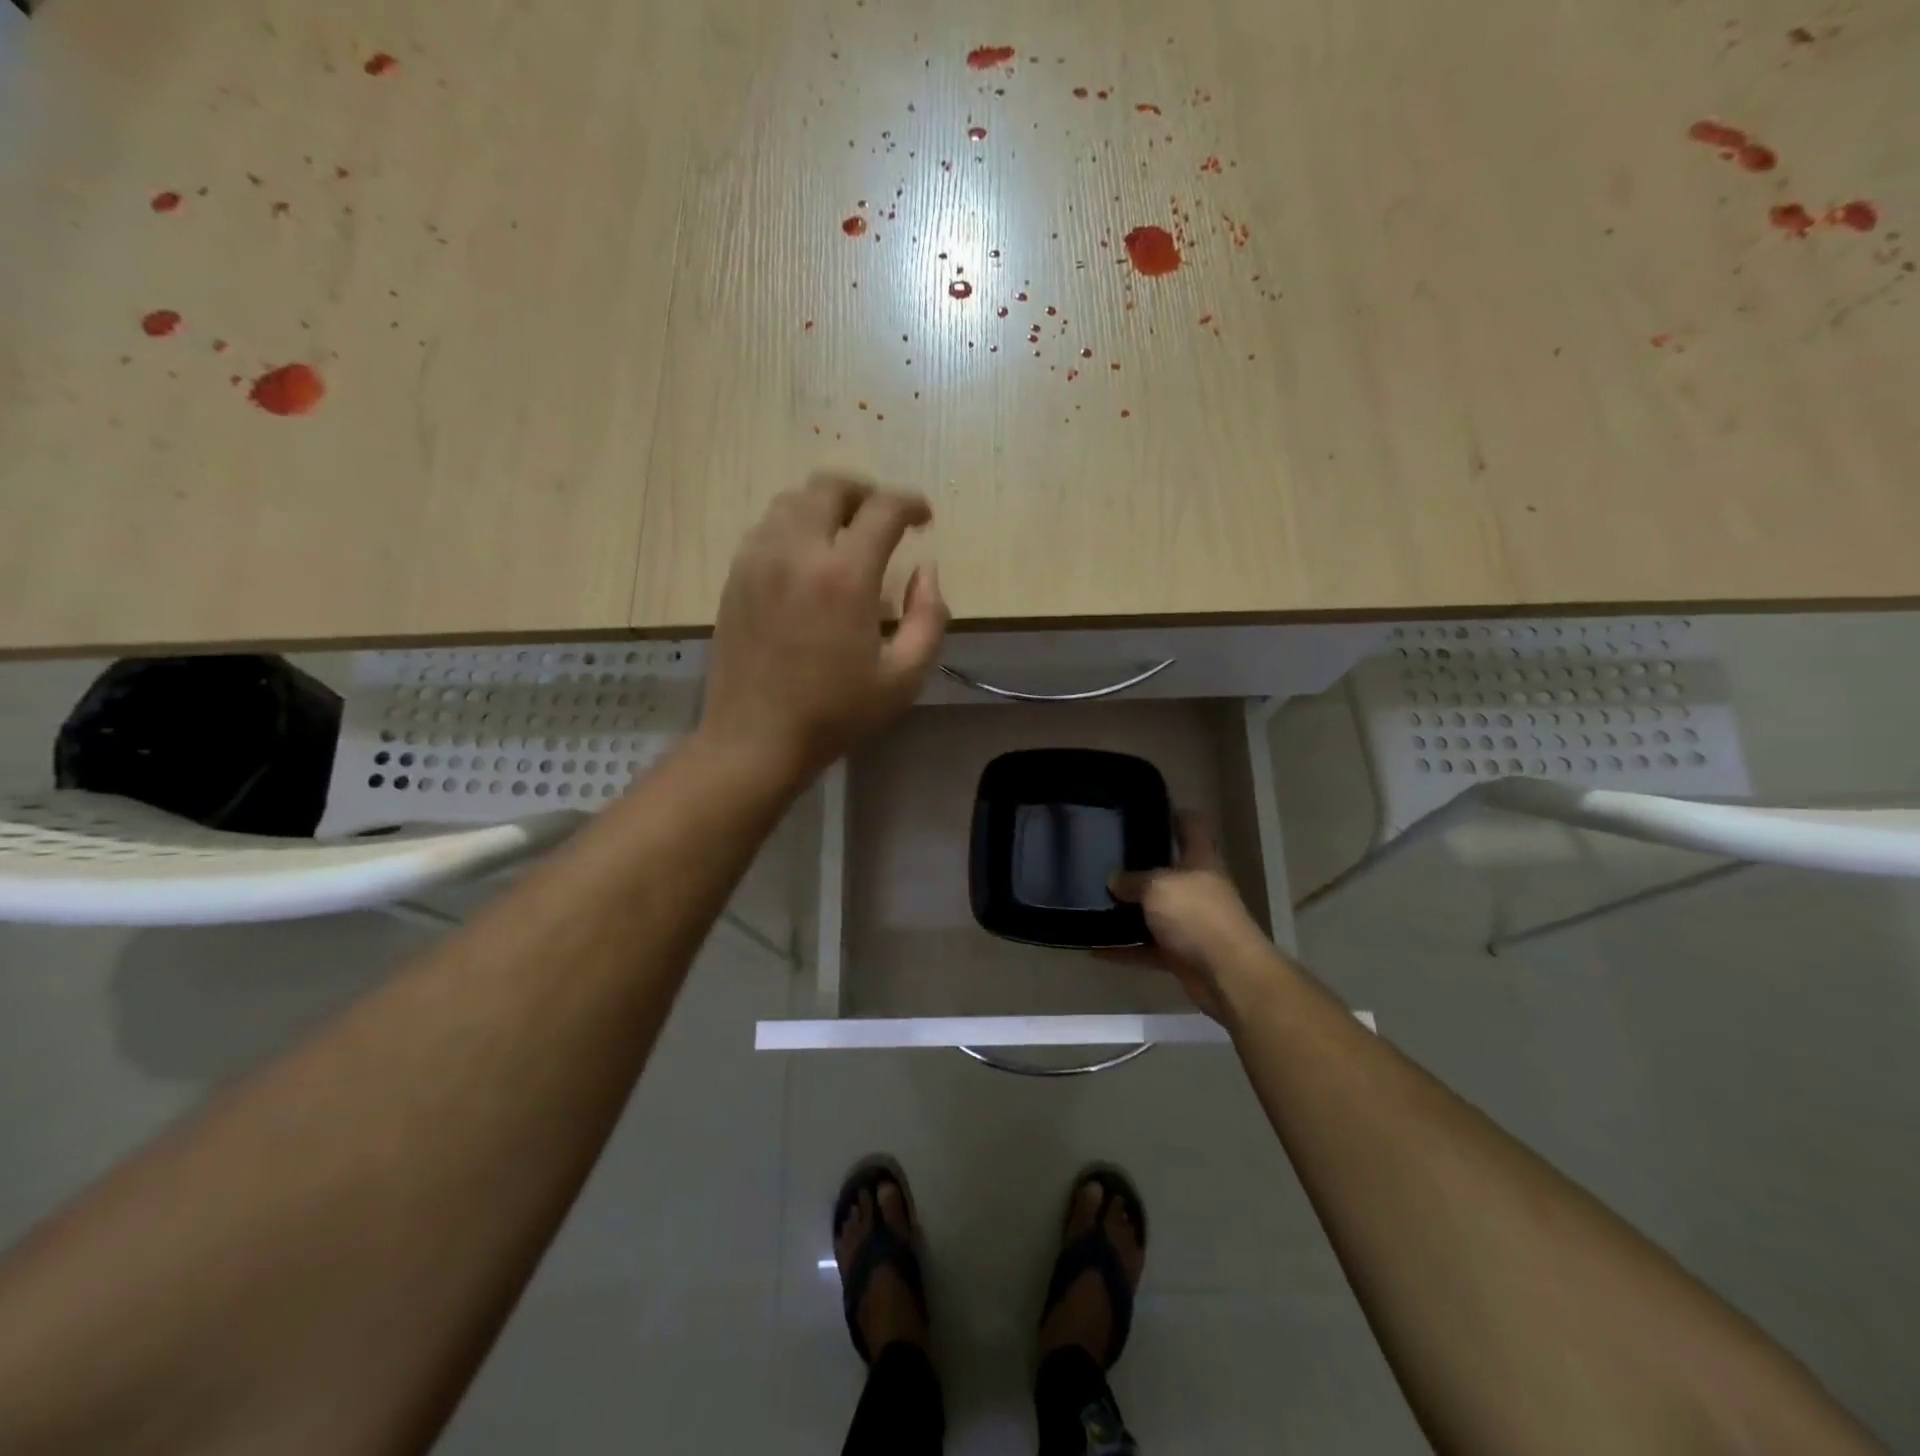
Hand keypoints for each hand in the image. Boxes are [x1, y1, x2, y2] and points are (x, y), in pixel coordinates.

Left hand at [700, 474, 948, 784]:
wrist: (756, 739)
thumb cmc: (836, 713)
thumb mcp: (905, 678)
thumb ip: (929, 617)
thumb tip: (926, 571)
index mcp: (844, 575)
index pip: (883, 509)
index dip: (911, 503)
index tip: (924, 518)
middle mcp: (797, 551)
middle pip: (829, 486)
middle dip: (865, 492)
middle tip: (883, 519)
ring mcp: (758, 560)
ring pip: (792, 501)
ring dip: (826, 505)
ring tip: (844, 534)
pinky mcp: (735, 576)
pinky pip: (766, 528)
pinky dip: (794, 526)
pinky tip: (807, 560)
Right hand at [1105, 813, 1268, 1020]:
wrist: (1228, 974)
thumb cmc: (1197, 916)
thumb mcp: (1158, 887)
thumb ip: (1133, 881)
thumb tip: (1113, 881)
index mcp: (1200, 861)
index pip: (1192, 826)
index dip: (1174, 814)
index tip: (1147, 809)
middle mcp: (1196, 888)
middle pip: (1167, 870)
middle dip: (1139, 866)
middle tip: (1104, 857)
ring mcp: (1189, 923)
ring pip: (1153, 911)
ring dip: (1128, 911)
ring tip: (1092, 900)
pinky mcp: (1180, 955)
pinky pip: (1145, 948)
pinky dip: (1123, 949)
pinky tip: (1094, 947)